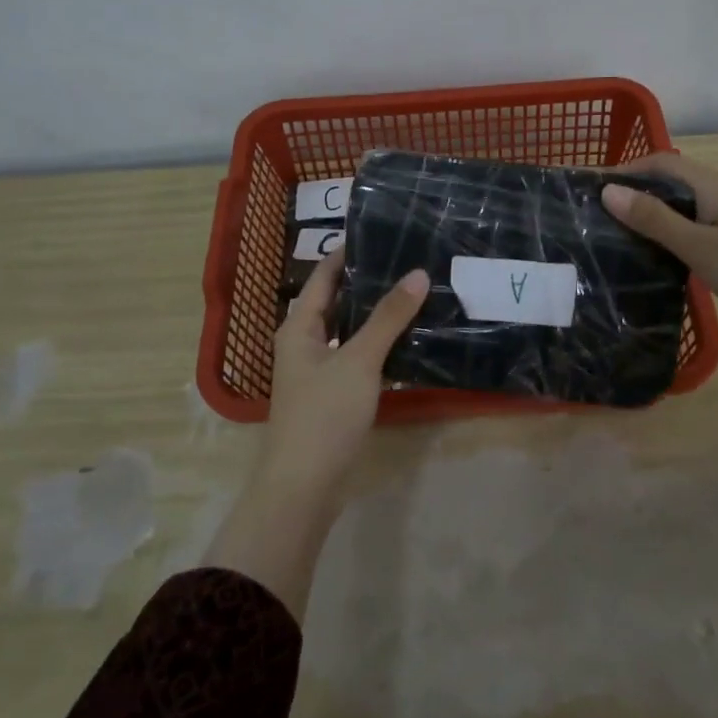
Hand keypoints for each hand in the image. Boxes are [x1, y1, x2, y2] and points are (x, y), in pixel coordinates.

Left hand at [204, 249, 428, 620]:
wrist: (304, 486)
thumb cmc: (324, 414)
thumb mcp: (359, 361)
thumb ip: (388, 318)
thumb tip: (417, 274)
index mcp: (300, 326)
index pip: (325, 275)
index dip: (349, 252)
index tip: (382, 231)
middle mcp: (305, 341)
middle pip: (338, 300)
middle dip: (370, 281)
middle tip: (410, 259)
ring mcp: (319, 369)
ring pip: (350, 329)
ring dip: (377, 314)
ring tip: (416, 291)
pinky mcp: (334, 393)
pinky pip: (358, 355)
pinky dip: (380, 343)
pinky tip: (409, 337)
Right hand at [602, 152, 717, 440]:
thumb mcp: (700, 248)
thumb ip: (654, 220)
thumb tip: (608, 190)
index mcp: (711, 186)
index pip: (658, 163)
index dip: (623, 170)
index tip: (588, 193)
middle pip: (670, 180)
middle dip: (634, 192)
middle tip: (598, 218)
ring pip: (684, 203)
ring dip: (652, 212)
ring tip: (620, 236)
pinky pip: (697, 222)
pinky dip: (672, 230)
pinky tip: (662, 255)